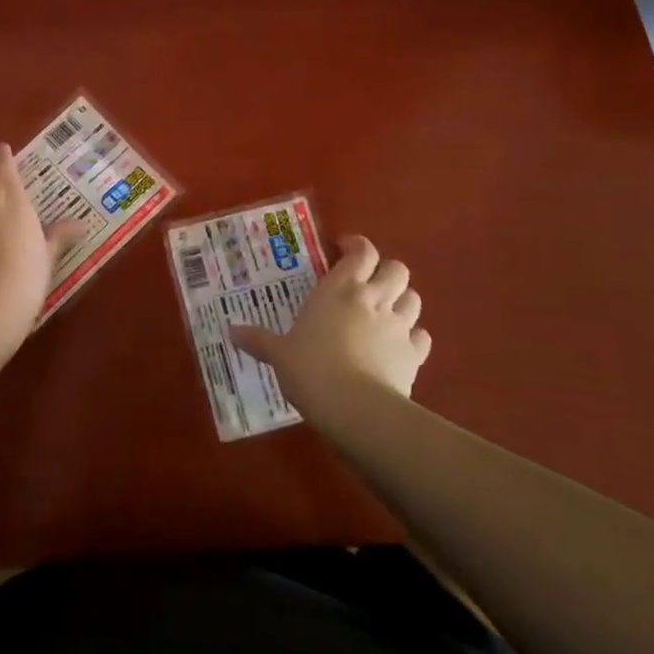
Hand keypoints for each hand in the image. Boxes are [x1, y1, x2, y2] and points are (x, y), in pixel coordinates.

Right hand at [231, 236, 430, 415]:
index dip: (357, 246)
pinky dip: (414, 336)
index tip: (345, 250)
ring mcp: (398, 325)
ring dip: (402, 300)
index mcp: (341, 287)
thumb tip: (231, 332)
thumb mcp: (279, 354)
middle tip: (368, 283)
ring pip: (414, 297)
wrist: (355, 408)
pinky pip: (422, 336)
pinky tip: (401, 345)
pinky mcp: (414, 355)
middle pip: (396, 268)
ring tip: (386, 311)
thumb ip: (259, 340)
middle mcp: (374, 298)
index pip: (362, 250)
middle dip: (386, 271)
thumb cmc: (311, 368)